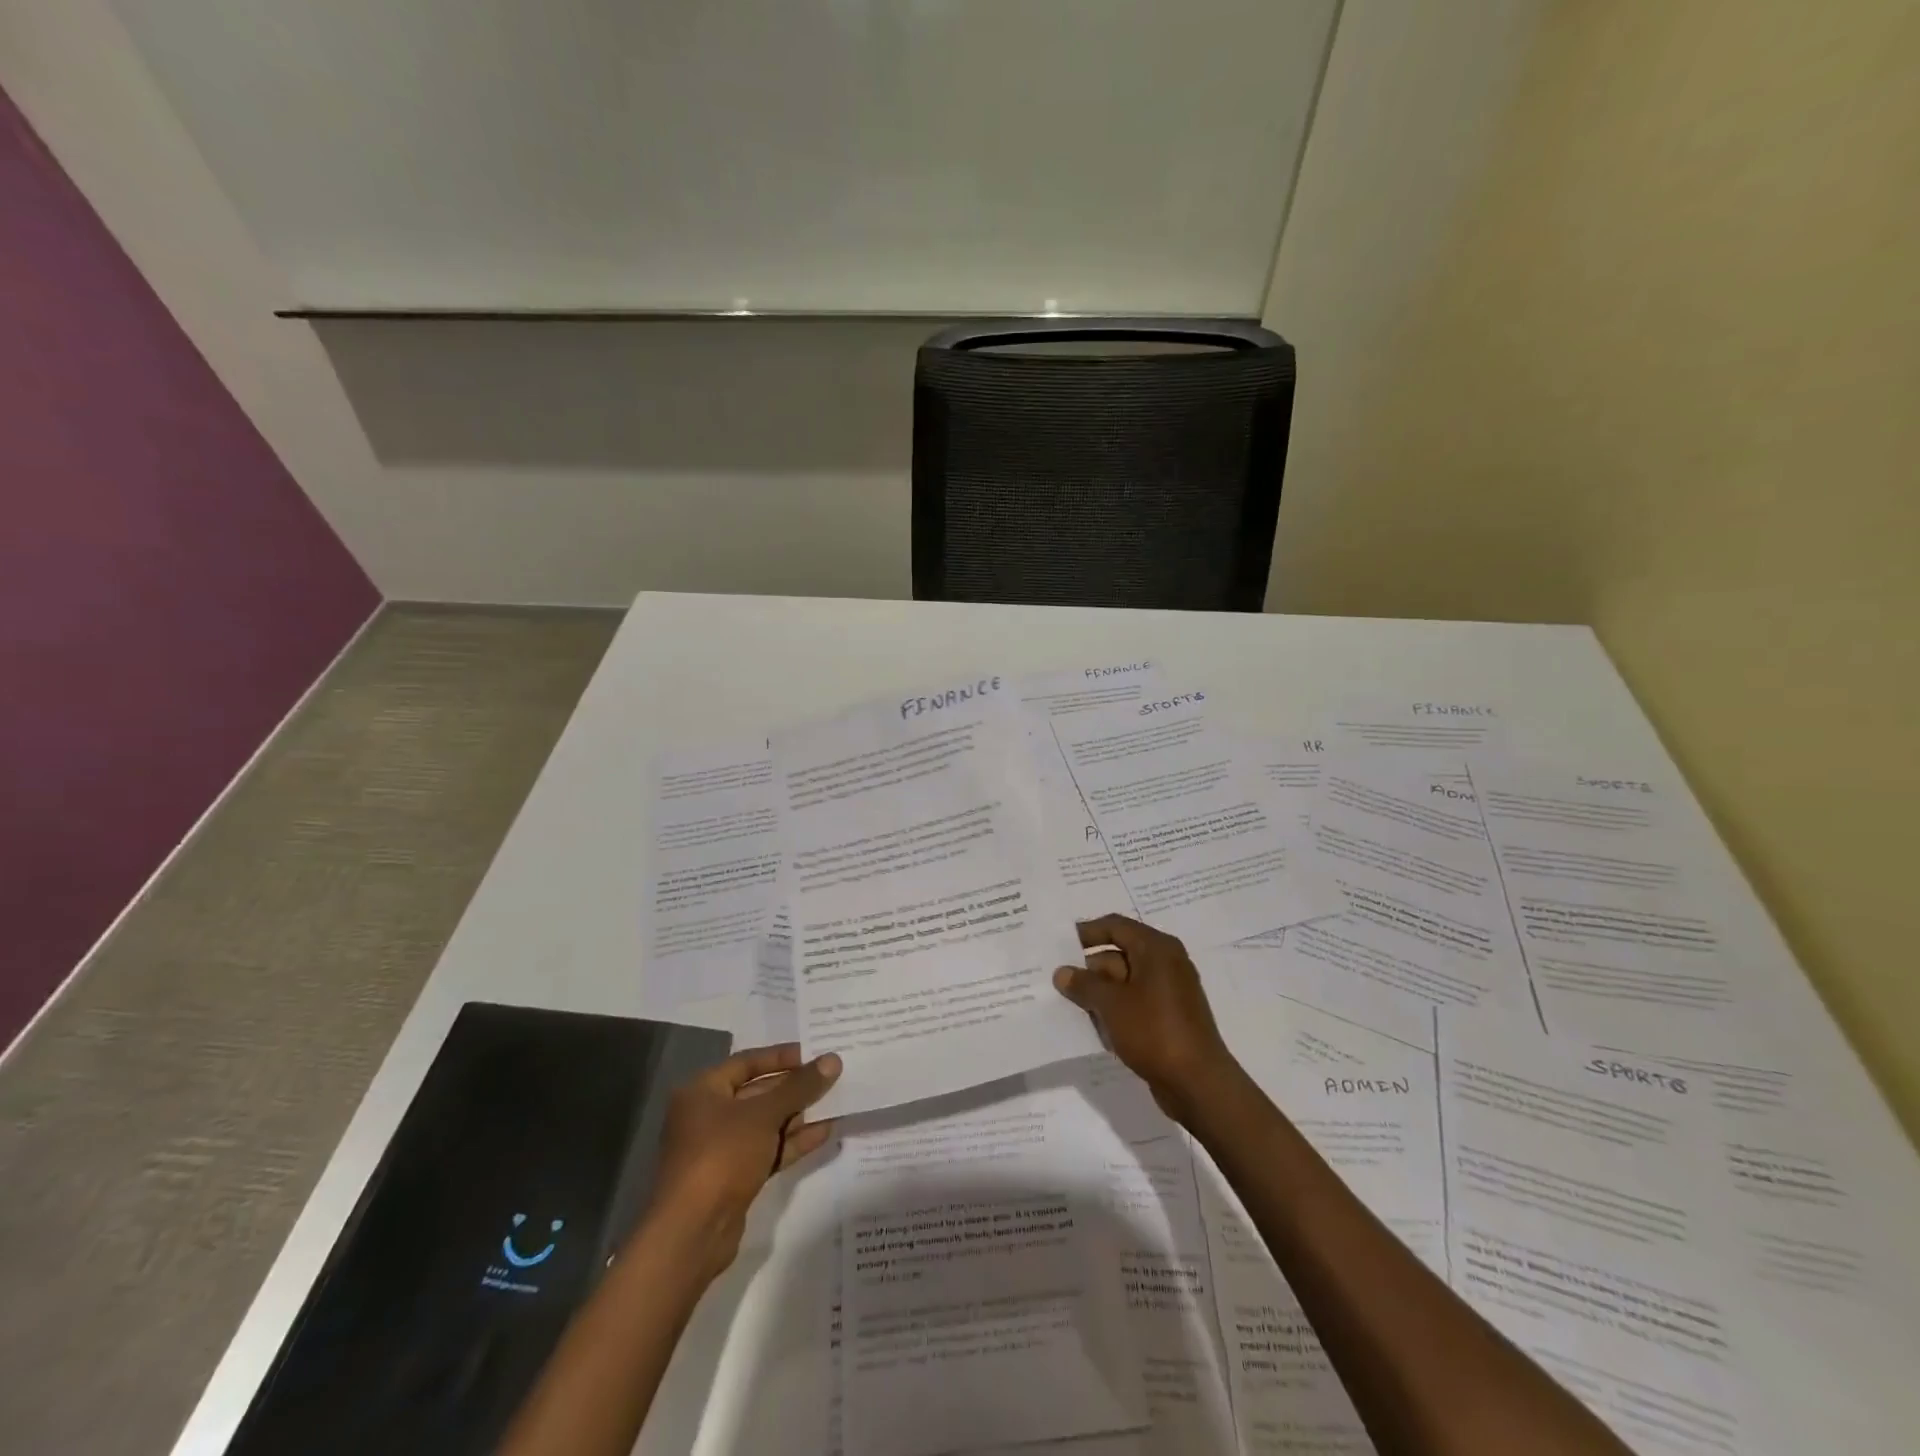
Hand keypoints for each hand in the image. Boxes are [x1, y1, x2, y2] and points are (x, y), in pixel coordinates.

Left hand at [645, 1043, 841, 1279]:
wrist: (692, 1233)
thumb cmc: (722, 1155)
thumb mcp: (764, 1114)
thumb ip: (799, 1086)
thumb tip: (832, 1059)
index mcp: (703, 1090)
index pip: (747, 1061)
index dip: (782, 1056)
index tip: (815, 1053)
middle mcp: (708, 1115)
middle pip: (758, 1092)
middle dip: (794, 1086)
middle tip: (832, 1077)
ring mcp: (721, 1149)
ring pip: (765, 1123)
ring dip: (798, 1114)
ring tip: (836, 1102)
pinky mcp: (734, 1177)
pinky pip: (767, 1150)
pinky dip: (792, 1141)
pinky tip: (825, 1132)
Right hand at [1054, 914, 1239, 1124]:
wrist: (1198, 1083)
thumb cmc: (1154, 1031)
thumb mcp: (1111, 1004)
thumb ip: (1084, 984)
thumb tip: (1062, 972)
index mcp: (1156, 949)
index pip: (1116, 926)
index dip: (1087, 932)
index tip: (1060, 944)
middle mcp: (1167, 963)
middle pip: (1119, 954)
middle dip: (1090, 968)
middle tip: (1058, 981)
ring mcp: (1170, 991)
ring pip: (1126, 981)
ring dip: (1100, 992)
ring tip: (1070, 1005)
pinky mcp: (1170, 1017)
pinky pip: (1136, 1002)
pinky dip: (1116, 1009)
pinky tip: (1096, 1025)